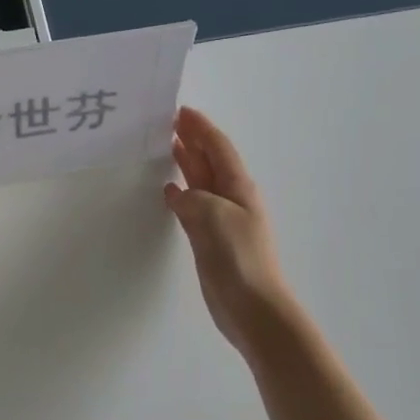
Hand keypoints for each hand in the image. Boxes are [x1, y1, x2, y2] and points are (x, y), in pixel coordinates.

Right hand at [164, 107, 291, 359]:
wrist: (253, 307)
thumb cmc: (239, 258)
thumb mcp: (213, 217)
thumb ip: (191, 199)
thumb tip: (176, 192)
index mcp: (238, 188)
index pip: (218, 148)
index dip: (201, 128)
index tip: (180, 111)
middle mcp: (230, 198)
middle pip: (210, 160)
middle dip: (192, 139)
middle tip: (167, 122)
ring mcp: (220, 219)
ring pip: (200, 181)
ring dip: (186, 162)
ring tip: (165, 146)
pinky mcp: (209, 239)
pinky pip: (192, 205)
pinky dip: (181, 192)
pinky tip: (168, 190)